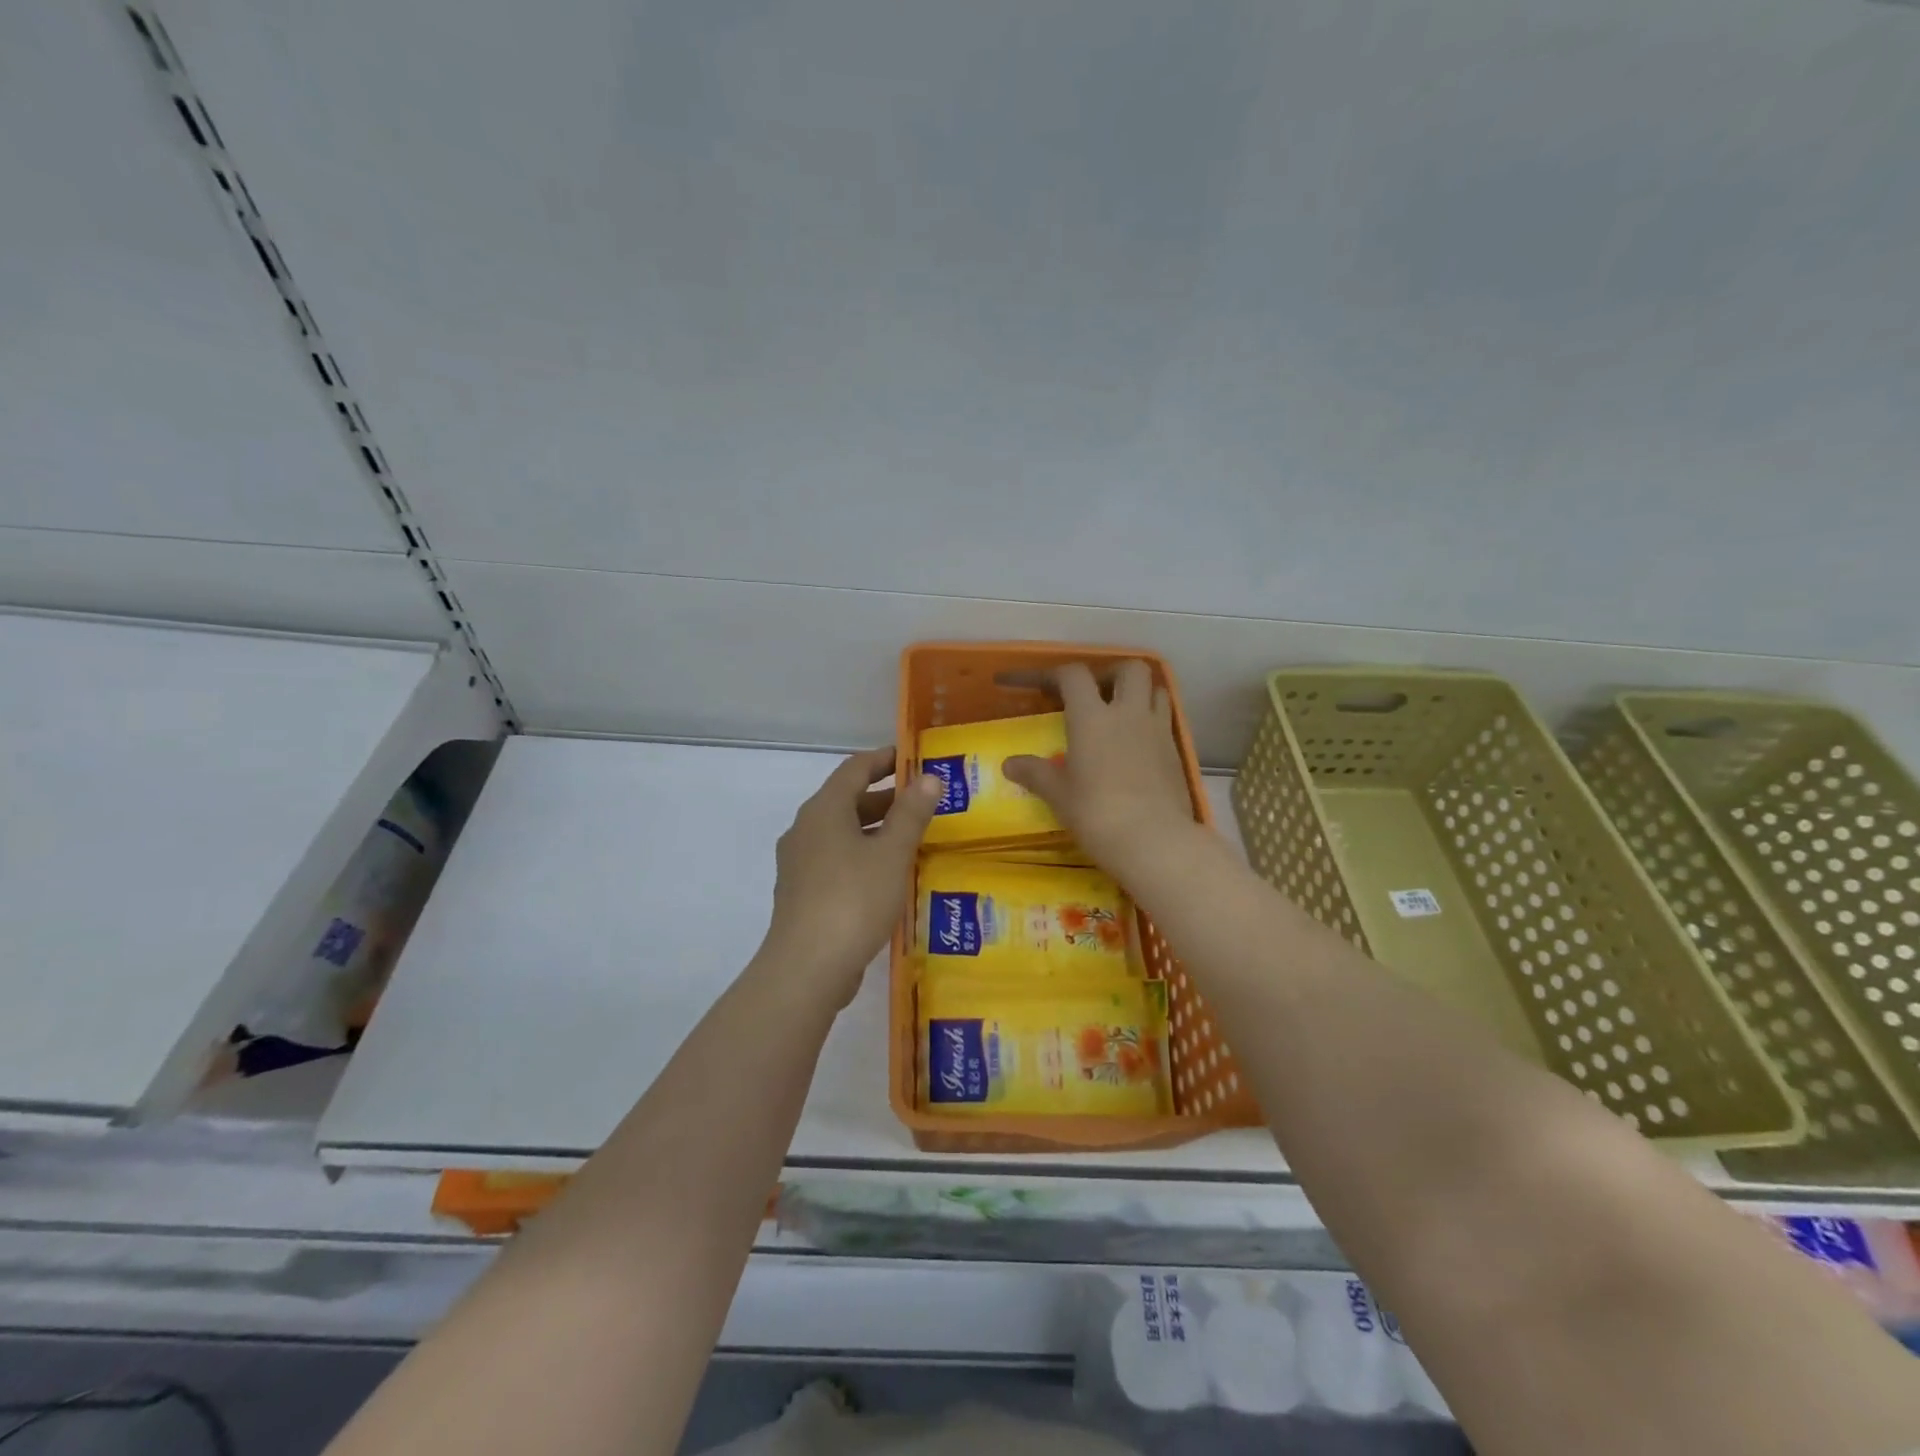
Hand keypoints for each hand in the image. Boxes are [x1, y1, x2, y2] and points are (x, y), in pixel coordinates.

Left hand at [761, 747, 941, 1007]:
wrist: (807, 967)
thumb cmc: (853, 900)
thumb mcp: (892, 854)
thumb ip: (911, 814)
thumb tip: (929, 778)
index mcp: (824, 810)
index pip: (855, 768)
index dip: (884, 759)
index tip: (912, 758)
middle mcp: (806, 829)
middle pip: (847, 800)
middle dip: (884, 797)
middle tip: (922, 801)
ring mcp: (799, 863)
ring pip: (841, 833)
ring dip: (875, 829)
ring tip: (912, 838)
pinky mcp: (802, 893)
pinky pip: (836, 860)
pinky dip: (862, 856)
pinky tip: (887, 876)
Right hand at [1002, 661, 1200, 887]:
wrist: (1155, 841)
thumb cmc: (1098, 814)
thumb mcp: (1059, 796)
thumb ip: (1035, 774)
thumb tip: (1009, 764)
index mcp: (1092, 718)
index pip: (1074, 675)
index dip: (1053, 674)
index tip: (1037, 685)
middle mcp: (1128, 713)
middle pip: (1129, 668)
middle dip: (1110, 673)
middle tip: (1095, 694)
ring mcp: (1158, 730)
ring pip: (1157, 689)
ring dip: (1139, 693)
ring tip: (1122, 715)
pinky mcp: (1176, 752)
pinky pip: (1166, 720)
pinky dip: (1152, 722)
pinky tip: (1138, 746)